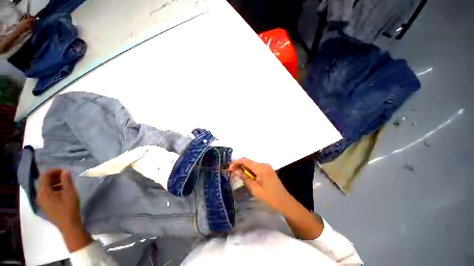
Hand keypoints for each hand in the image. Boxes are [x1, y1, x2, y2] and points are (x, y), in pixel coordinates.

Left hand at [36, 169, 91, 250]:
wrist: (69, 225)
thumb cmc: (70, 209)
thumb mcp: (70, 193)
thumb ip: (67, 181)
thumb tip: (65, 171)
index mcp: (44, 193)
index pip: (44, 176)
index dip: (53, 171)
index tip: (64, 170)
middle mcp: (40, 196)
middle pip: (43, 181)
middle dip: (54, 176)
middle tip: (66, 175)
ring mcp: (41, 201)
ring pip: (45, 187)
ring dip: (54, 182)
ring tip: (66, 182)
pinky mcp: (45, 205)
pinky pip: (47, 192)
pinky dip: (54, 188)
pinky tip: (63, 190)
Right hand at [229, 158, 291, 212]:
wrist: (284, 201)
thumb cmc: (269, 197)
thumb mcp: (255, 188)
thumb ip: (245, 177)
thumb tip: (236, 170)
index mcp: (261, 167)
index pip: (245, 160)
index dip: (236, 162)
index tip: (229, 168)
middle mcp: (263, 164)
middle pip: (248, 161)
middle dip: (239, 165)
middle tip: (232, 171)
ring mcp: (266, 166)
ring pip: (252, 164)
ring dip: (244, 168)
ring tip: (237, 174)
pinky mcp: (267, 170)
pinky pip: (256, 167)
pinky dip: (250, 170)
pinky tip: (246, 175)